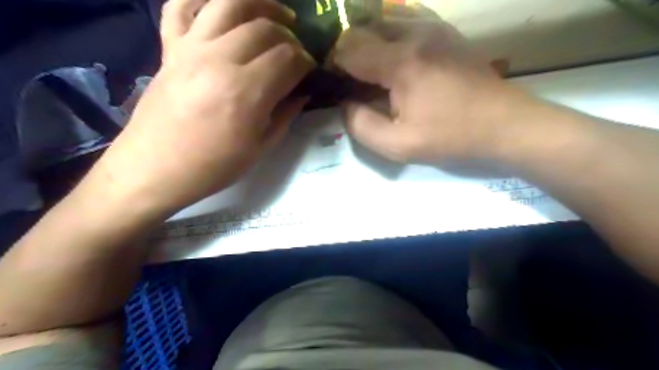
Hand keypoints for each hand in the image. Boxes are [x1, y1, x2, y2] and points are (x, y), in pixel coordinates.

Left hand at [84, 0, 314, 216]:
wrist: (155, 169)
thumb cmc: (213, 166)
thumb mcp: (260, 147)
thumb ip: (285, 115)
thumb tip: (302, 93)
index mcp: (246, 91)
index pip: (288, 59)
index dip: (306, 62)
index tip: (311, 71)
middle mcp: (220, 59)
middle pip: (265, 28)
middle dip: (290, 37)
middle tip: (296, 53)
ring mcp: (190, 48)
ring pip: (228, 3)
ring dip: (260, 3)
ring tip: (276, 14)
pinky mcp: (169, 48)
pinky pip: (181, 6)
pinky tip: (222, 8)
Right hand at [335, 4, 534, 163]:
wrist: (504, 124)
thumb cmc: (451, 137)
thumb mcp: (399, 146)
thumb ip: (361, 126)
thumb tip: (346, 105)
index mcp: (401, 62)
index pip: (349, 47)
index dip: (335, 65)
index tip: (338, 86)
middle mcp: (415, 33)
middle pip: (363, 27)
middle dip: (349, 52)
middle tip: (354, 82)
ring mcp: (434, 26)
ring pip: (384, 20)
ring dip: (369, 43)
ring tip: (372, 72)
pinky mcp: (446, 30)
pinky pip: (406, 20)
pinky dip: (390, 36)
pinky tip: (395, 60)